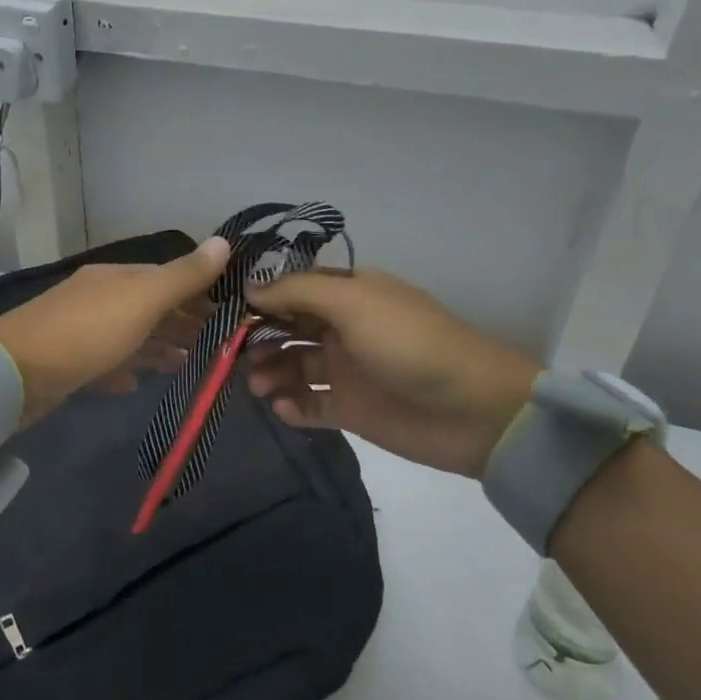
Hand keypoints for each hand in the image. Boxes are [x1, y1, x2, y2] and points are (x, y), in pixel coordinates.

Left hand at [0, 238, 230, 419]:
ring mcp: (80, 330)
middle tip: (218, 345)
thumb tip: (225, 240)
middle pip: (150, 307)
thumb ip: (184, 276)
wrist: (13, 374)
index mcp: (117, 277)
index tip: (231, 315)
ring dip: (159, 347)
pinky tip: (136, 384)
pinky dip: (125, 369)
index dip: (200, 293)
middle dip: (183, 322)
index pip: (167, 278)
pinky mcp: (66, 364)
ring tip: (187, 365)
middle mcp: (99, 297)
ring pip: (131, 335)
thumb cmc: (87, 332)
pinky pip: (106, 363)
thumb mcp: (142, 300)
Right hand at [244, 269, 540, 478]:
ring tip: (257, 386)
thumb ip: (298, 291)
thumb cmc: (409, 343)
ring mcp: (346, 369)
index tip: (227, 312)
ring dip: (271, 372)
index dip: (262, 299)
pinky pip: (311, 404)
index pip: (293, 289)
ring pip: (294, 365)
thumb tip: (250, 288)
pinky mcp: (351, 409)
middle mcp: (343, 327)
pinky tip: (283, 408)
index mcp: (348, 293)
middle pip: (288, 327)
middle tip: (235, 355)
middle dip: (260, 338)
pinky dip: (292, 406)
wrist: (473, 410)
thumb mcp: (353, 301)